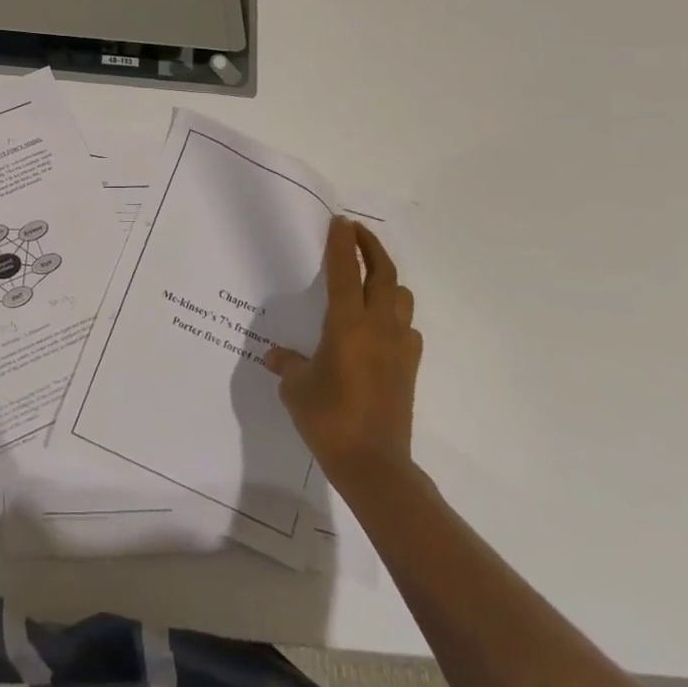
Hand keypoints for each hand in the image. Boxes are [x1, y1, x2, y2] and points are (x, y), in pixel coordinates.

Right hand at [266, 217, 420, 476]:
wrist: (374, 463)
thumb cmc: (328, 418)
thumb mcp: (296, 388)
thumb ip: (288, 364)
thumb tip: (277, 357)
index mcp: (346, 324)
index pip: (345, 271)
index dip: (342, 243)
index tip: (340, 222)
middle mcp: (378, 327)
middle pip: (383, 273)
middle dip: (371, 247)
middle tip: (357, 233)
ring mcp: (399, 347)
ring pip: (401, 297)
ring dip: (386, 280)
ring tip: (368, 279)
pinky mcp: (410, 367)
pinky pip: (407, 328)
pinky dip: (395, 316)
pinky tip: (379, 328)